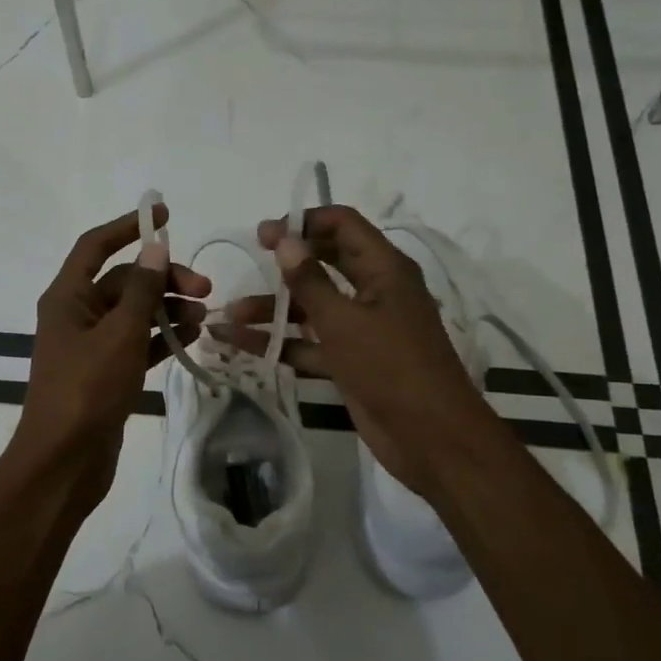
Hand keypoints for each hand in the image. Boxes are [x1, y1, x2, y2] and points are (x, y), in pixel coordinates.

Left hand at [12, 204, 210, 511]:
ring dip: (168, 308)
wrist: (64, 462)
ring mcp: (92, 346)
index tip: (164, 215)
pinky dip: (162, 336)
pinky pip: (138, 343)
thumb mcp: (119, 334)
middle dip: (163, 278)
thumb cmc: (87, 390)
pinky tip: (192, 335)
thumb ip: (141, 290)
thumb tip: (155, 247)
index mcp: (67, 297)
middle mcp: (77, 315)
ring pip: (135, 313)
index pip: (96, 246)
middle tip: (204, 288)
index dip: (128, 227)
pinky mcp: (107, 373)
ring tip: (204, 314)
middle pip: (124, 282)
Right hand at [215, 205, 492, 502]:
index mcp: (384, 269)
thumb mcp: (344, 320)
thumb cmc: (390, 367)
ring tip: (229, 316)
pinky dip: (280, 344)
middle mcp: (375, 291)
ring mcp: (363, 328)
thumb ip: (309, 280)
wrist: (430, 437)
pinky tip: (241, 346)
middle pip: (326, 263)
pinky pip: (311, 343)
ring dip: (274, 309)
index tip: (264, 234)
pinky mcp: (351, 361)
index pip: (343, 225)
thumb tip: (284, 239)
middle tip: (247, 260)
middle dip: (285, 264)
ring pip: (313, 307)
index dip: (304, 223)